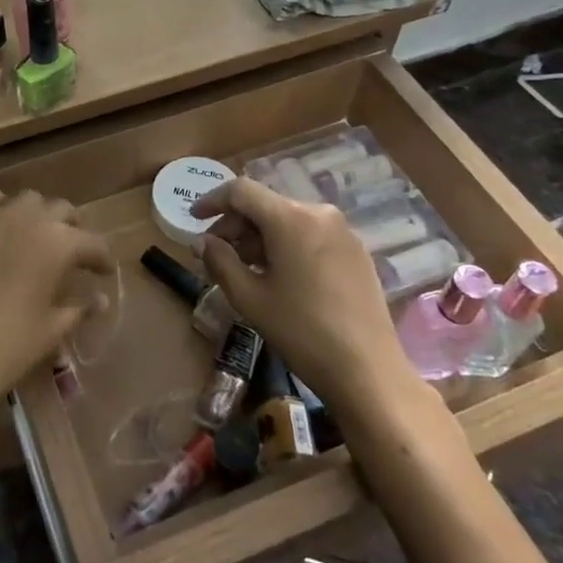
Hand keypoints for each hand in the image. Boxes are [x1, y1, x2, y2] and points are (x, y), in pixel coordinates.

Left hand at [0, 189, 112, 431]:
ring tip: (37, 237)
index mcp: (59, 244)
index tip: (104, 272)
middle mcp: (30, 219)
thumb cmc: (10, 346)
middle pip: (62, 211)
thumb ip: (80, 307)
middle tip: (73, 253)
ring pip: (28, 200)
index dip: (102, 259)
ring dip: (38, 215)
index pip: (92, 243)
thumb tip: (100, 298)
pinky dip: (1, 209)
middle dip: (72, 230)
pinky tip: (1, 230)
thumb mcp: (53, 328)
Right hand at [192, 177, 430, 422]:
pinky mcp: (356, 251)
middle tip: (215, 252)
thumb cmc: (302, 332)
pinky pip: (310, 234)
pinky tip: (277, 274)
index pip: (242, 191)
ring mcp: (342, 231)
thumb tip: (203, 241)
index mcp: (291, 218)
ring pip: (288, 220)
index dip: (212, 200)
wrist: (368, 371)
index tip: (193, 219)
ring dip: (260, 236)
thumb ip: (220, 261)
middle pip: (266, 204)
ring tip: (243, 267)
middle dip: (236, 224)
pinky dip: (285, 244)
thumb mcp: (250, 298)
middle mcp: (319, 213)